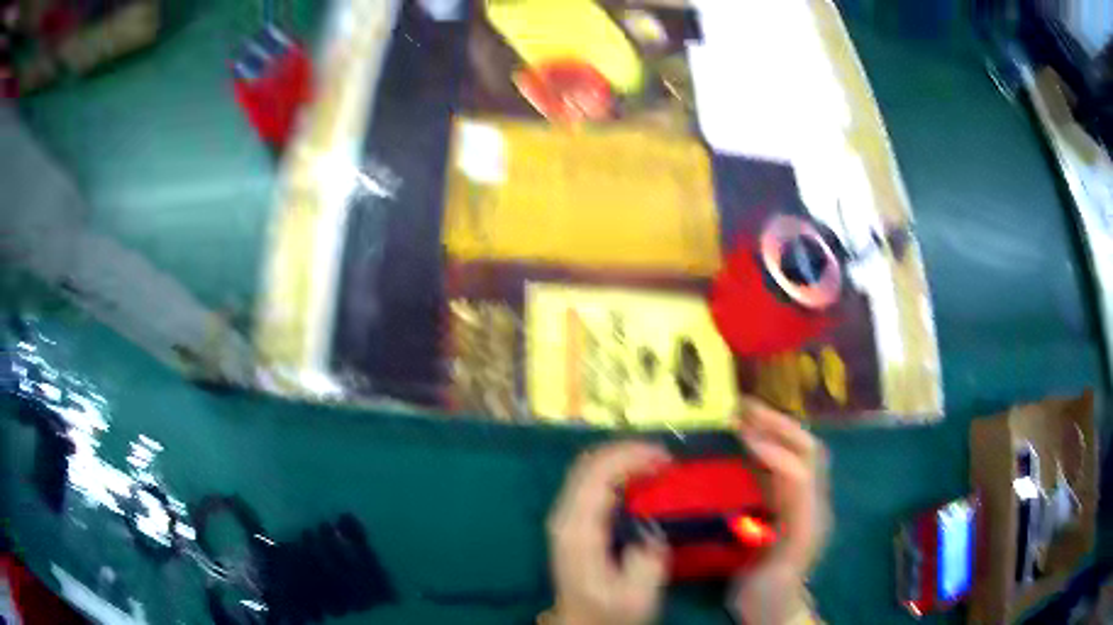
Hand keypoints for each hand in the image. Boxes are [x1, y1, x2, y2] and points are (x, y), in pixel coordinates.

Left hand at [547, 442, 672, 624]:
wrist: (582, 623)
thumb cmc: (610, 612)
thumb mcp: (636, 597)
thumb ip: (646, 561)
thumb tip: (651, 527)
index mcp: (578, 531)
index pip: (597, 475)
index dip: (631, 457)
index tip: (666, 459)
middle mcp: (565, 517)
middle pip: (588, 464)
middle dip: (628, 451)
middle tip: (666, 458)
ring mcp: (565, 517)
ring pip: (587, 468)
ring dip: (622, 458)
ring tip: (657, 463)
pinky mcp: (572, 520)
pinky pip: (591, 481)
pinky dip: (616, 471)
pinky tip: (639, 478)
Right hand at [730, 401, 830, 623]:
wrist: (774, 611)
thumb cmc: (777, 590)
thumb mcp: (785, 561)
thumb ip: (792, 520)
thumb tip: (773, 480)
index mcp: (811, 513)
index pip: (801, 469)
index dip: (775, 449)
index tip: (742, 434)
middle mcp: (810, 500)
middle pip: (805, 449)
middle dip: (778, 424)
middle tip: (743, 408)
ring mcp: (797, 503)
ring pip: (794, 454)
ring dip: (772, 430)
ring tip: (742, 416)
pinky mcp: (781, 508)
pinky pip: (775, 469)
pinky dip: (761, 449)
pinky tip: (740, 446)